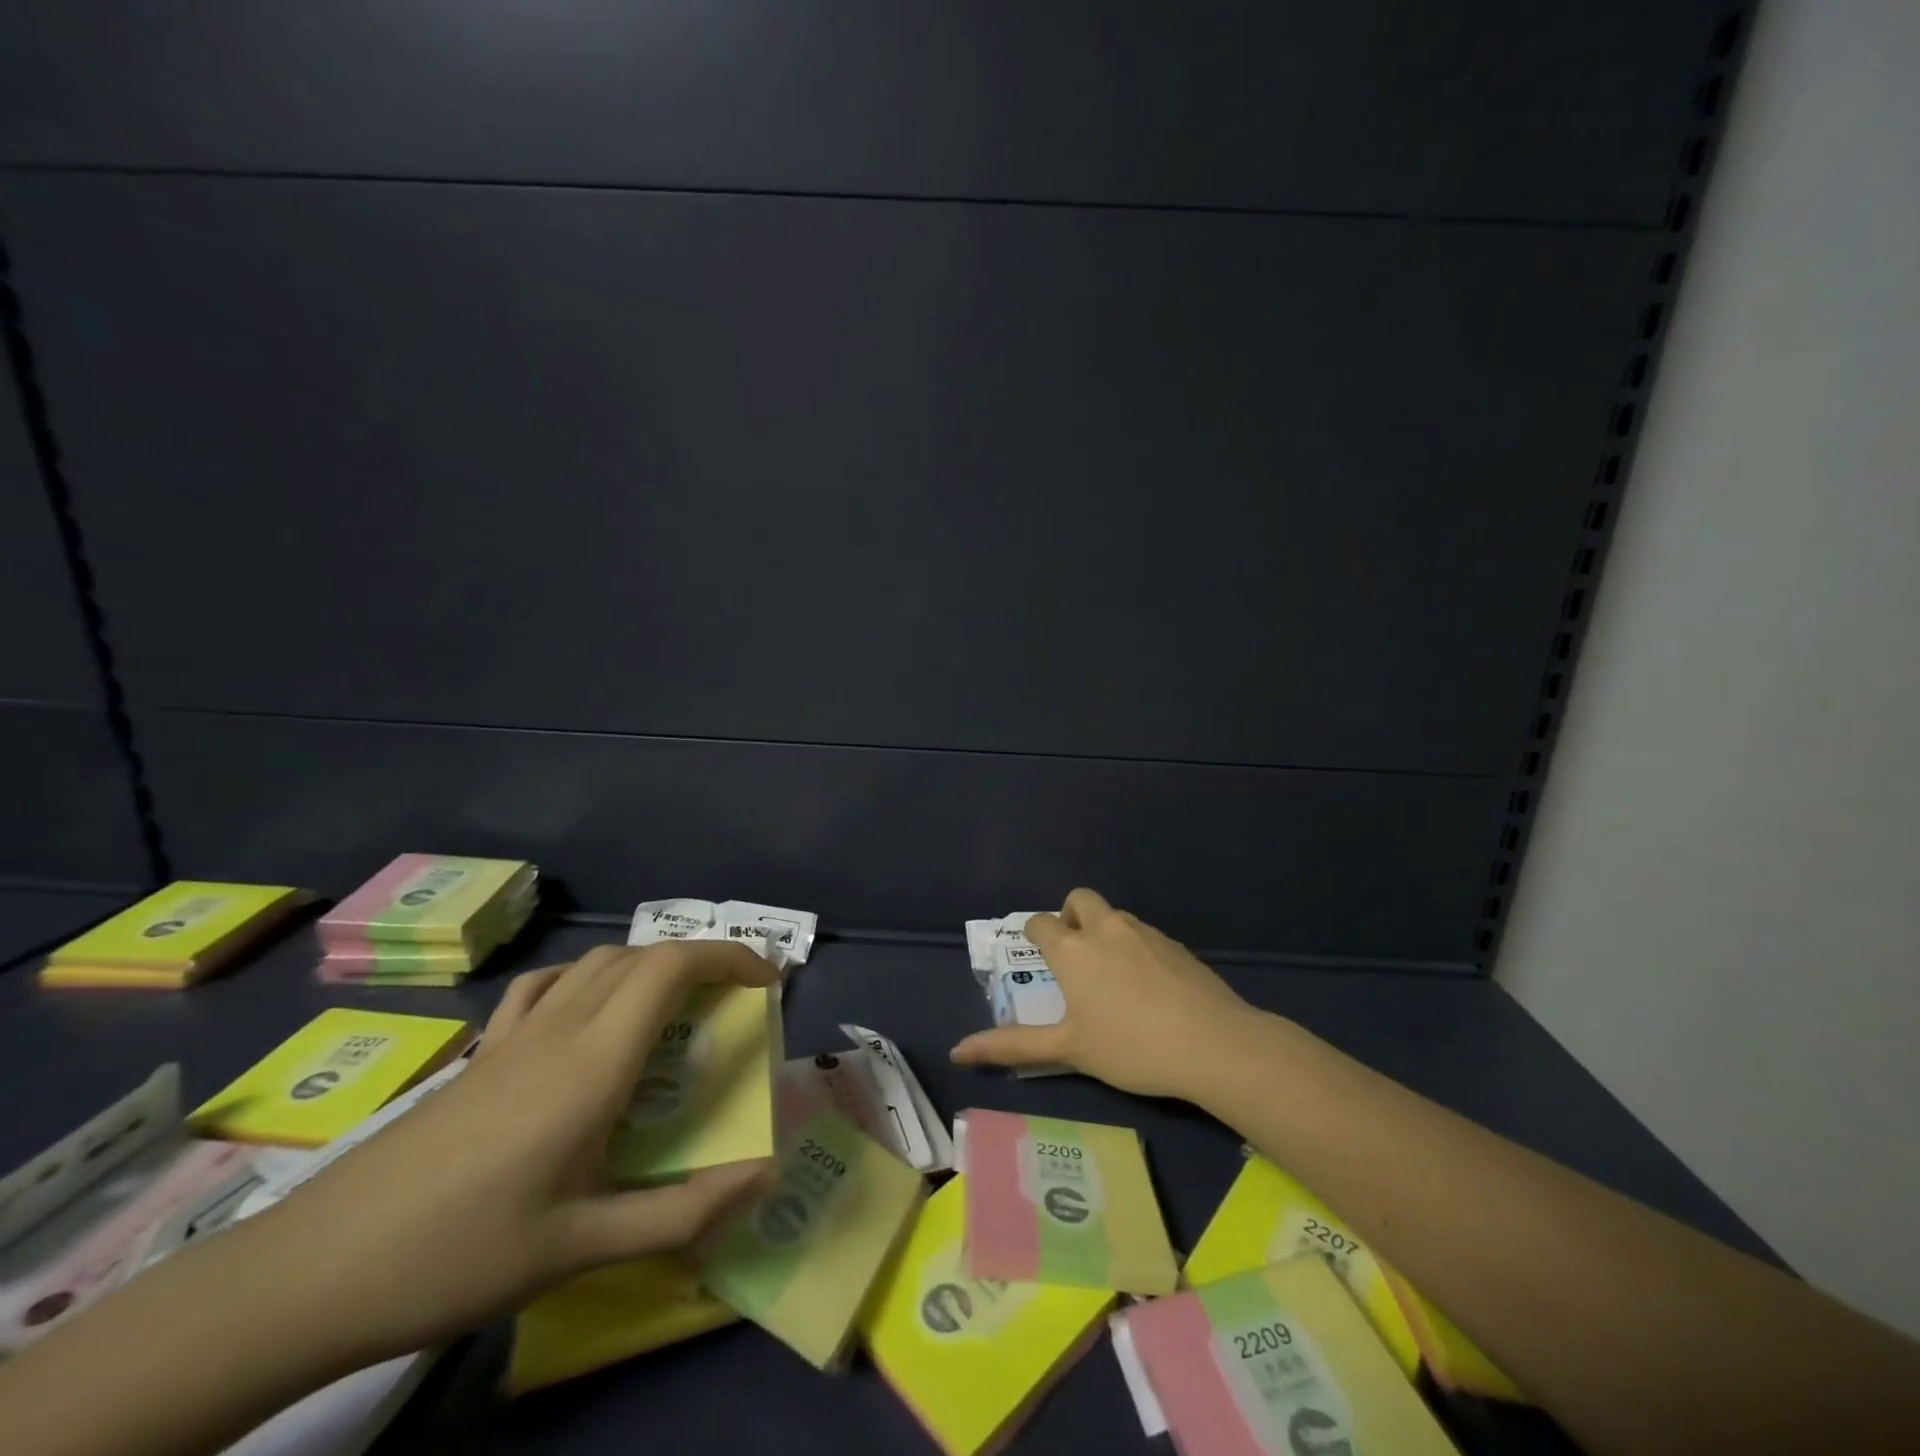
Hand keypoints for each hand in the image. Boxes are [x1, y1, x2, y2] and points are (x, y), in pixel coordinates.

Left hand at [247, 941, 779, 1365]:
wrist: (313, 1271)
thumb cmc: (458, 1255)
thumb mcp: (580, 1246)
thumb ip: (682, 1212)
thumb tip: (766, 1178)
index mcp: (593, 1063)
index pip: (671, 968)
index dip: (728, 957)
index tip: (767, 982)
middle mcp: (561, 1029)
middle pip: (643, 956)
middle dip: (702, 960)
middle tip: (737, 1000)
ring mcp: (515, 1034)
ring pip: (599, 962)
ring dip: (651, 966)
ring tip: (678, 1007)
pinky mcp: (483, 1052)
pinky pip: (548, 985)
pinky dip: (590, 978)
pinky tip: (590, 1013)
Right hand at [949, 888, 1264, 1098]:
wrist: (1213, 1043)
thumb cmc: (1130, 1047)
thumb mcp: (1069, 1049)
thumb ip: (1012, 1046)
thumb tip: (956, 1051)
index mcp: (1073, 949)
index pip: (1041, 923)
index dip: (1035, 934)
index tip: (1038, 953)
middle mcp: (1105, 928)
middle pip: (1079, 899)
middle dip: (1070, 915)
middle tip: (1075, 954)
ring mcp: (1144, 932)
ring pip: (1114, 915)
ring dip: (1104, 931)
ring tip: (1112, 975)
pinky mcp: (1176, 944)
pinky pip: (1144, 933)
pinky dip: (1135, 947)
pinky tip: (1149, 986)